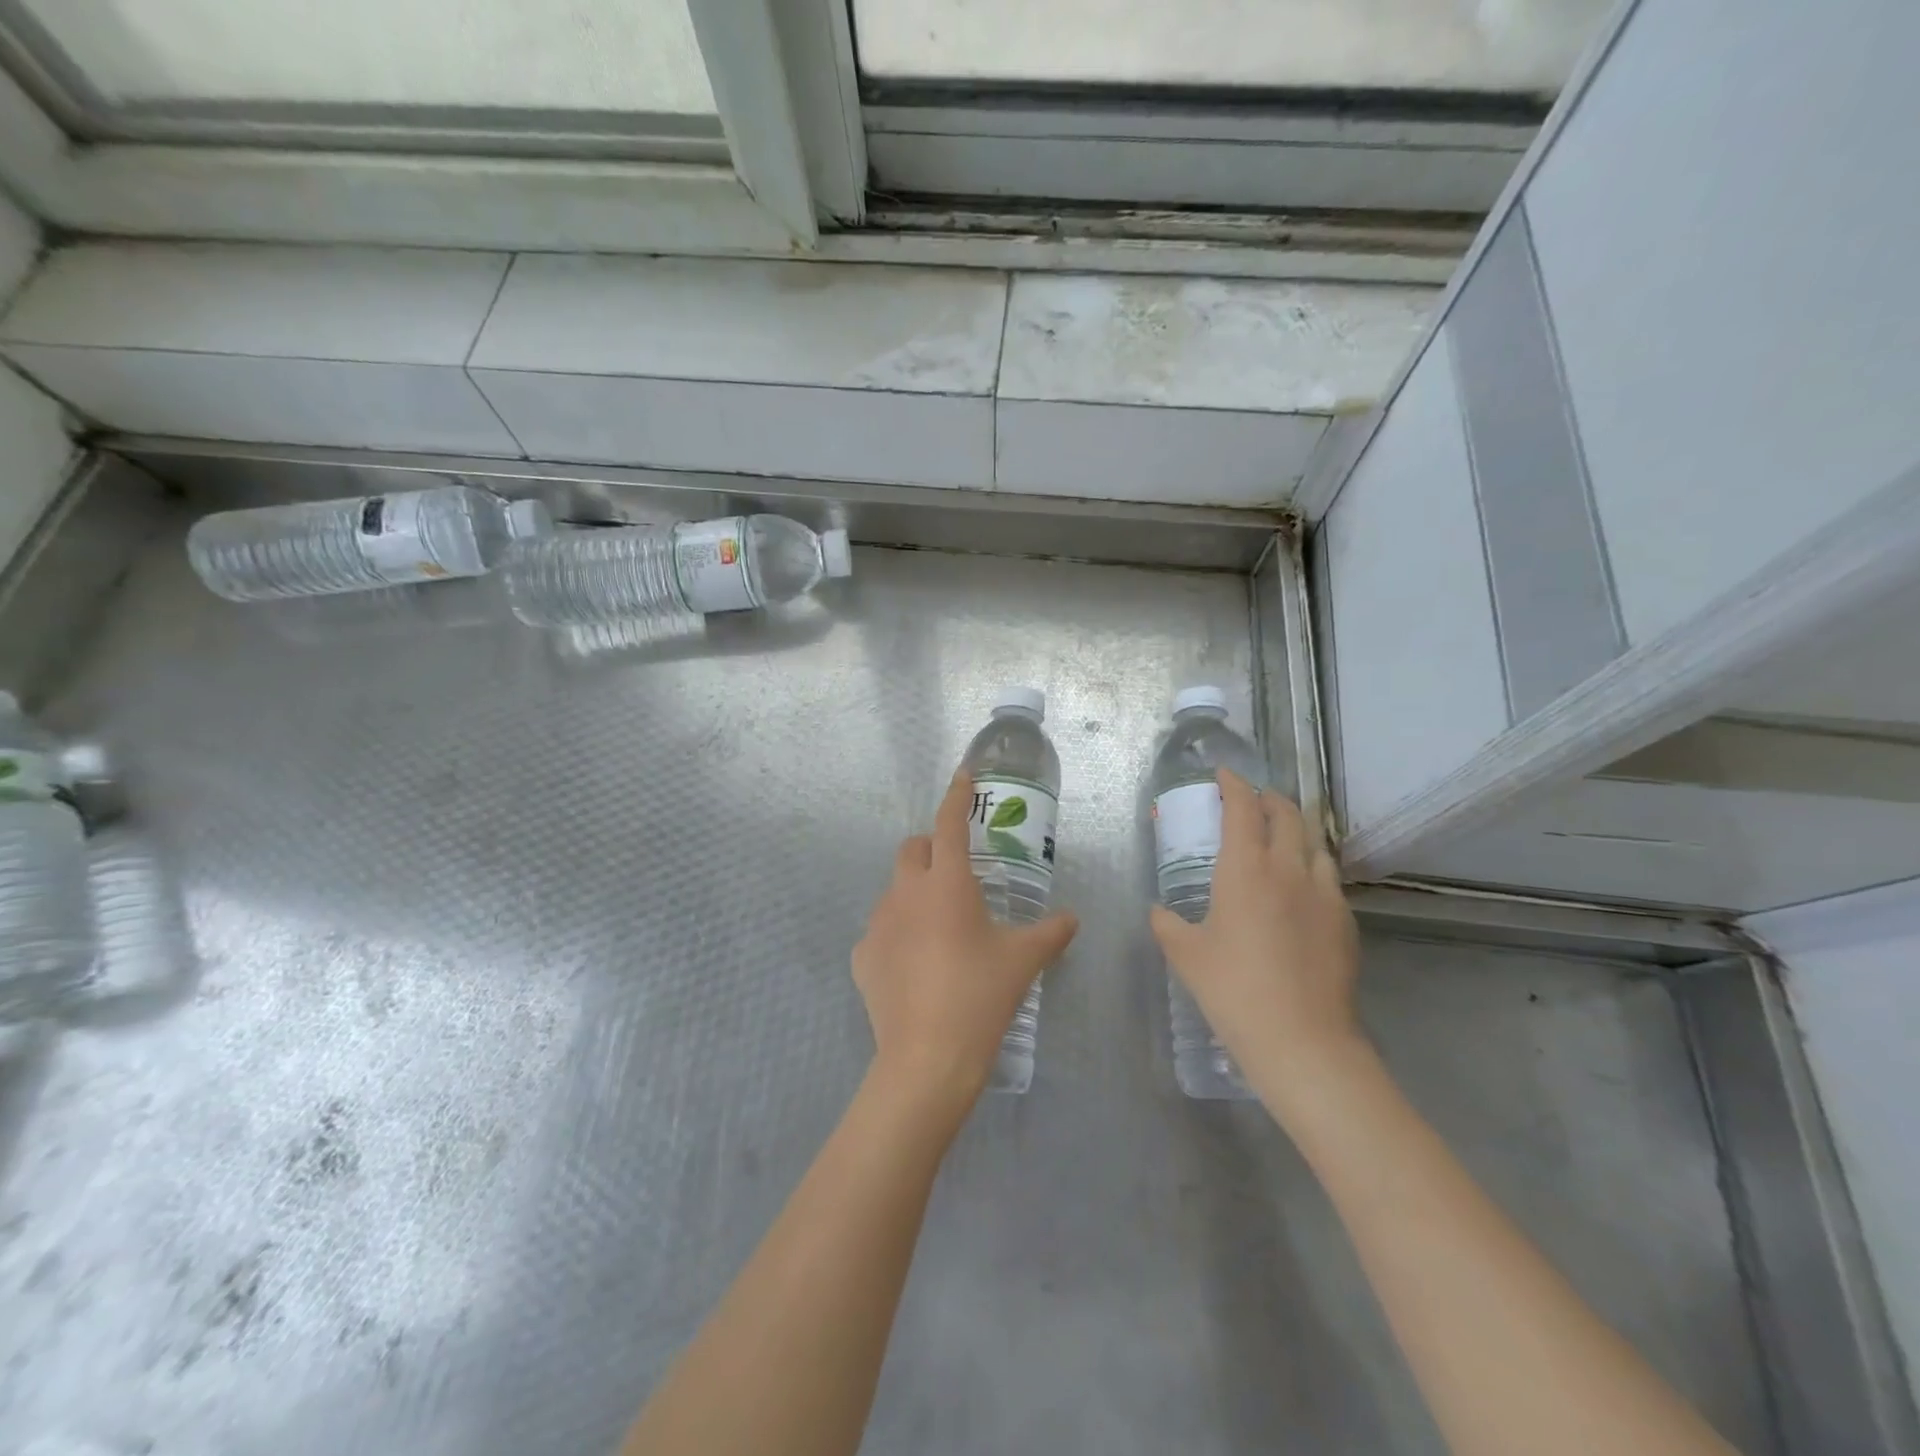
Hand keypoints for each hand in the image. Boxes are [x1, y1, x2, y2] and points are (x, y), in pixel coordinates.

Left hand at [853, 769, 1078, 1103]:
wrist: (927, 1058)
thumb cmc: (980, 996)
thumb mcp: (1023, 961)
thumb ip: (1051, 932)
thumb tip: (1071, 919)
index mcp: (947, 883)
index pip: (950, 823)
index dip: (957, 795)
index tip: (964, 775)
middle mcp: (906, 893)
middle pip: (913, 849)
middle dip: (933, 849)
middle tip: (958, 875)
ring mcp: (878, 924)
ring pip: (896, 890)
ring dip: (916, 894)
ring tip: (941, 930)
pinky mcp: (862, 956)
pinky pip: (882, 931)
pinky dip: (899, 935)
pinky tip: (917, 967)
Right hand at [1149, 769, 1363, 1112]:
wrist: (1302, 1040)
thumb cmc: (1233, 990)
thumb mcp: (1186, 954)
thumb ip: (1168, 924)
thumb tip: (1159, 910)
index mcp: (1246, 869)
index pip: (1243, 808)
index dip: (1234, 785)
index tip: (1224, 774)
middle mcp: (1289, 869)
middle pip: (1287, 814)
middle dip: (1269, 798)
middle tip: (1252, 799)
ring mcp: (1324, 894)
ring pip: (1315, 842)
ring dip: (1296, 828)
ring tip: (1280, 835)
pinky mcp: (1345, 921)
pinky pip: (1328, 876)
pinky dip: (1312, 864)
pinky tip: (1301, 886)